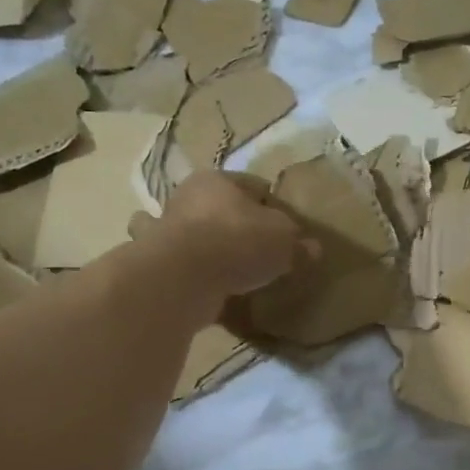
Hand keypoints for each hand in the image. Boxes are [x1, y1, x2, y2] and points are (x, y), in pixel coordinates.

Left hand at [148, 172, 308, 302]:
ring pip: (197, 236)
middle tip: (263, 250)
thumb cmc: (238, 241)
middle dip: (239, 226)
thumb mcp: (283, 239)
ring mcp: (166, 231)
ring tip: (236, 270)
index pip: (254, 186)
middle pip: (221, 209)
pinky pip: (184, 266)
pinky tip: (213, 289)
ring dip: (211, 249)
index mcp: (218, 180)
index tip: (289, 229)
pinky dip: (196, 275)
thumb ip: (298, 243)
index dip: (275, 205)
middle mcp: (187, 198)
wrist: (183, 278)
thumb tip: (313, 248)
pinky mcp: (157, 263)